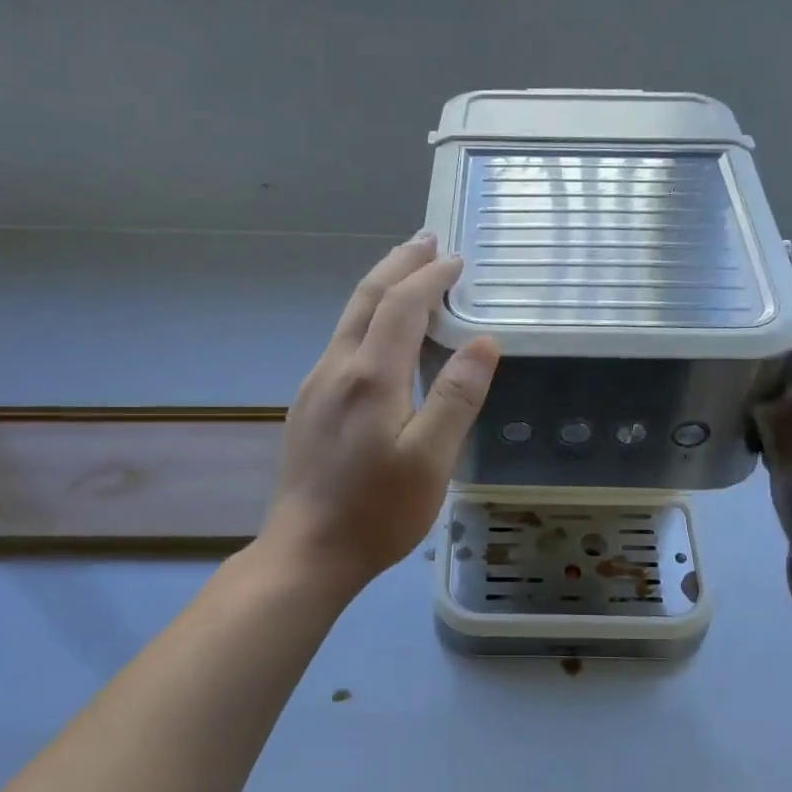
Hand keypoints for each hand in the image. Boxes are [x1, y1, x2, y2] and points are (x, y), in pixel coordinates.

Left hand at [260, 234, 499, 598]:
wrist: (307, 552)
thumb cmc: (378, 512)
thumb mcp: (432, 461)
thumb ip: (457, 397)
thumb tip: (484, 342)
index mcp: (370, 376)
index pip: (403, 305)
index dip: (431, 277)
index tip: (458, 261)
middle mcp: (336, 368)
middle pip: (367, 298)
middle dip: (399, 264)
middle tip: (426, 240)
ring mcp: (315, 386)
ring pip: (349, 319)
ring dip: (381, 288)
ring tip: (406, 273)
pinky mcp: (308, 407)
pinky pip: (341, 344)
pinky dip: (367, 320)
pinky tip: (379, 335)